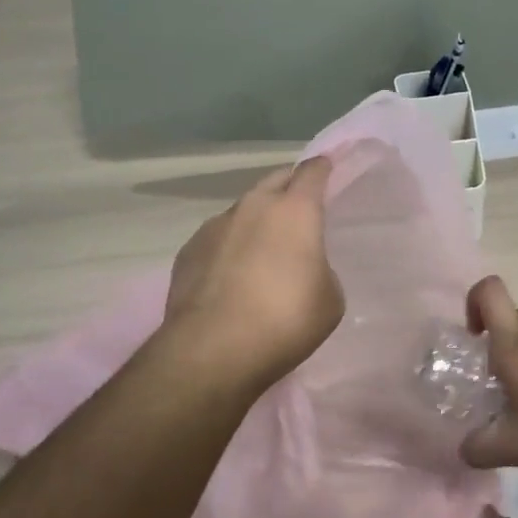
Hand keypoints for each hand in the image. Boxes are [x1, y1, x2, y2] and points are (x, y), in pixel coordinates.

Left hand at [163, 157, 343, 390]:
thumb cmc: (284, 320)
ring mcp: (215, 226)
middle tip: (300, 206)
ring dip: (256, 221)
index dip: (323, 167)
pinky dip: (229, 248)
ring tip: (262, 250)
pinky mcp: (188, 251)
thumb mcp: (329, 299)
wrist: (212, 350)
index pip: (312, 172)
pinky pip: (217, 238)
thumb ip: (319, 270)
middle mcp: (253, 206)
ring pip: (243, 210)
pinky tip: (231, 276)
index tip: (328, 167)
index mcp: (295, 211)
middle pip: (275, 181)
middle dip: (289, 187)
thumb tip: (300, 268)